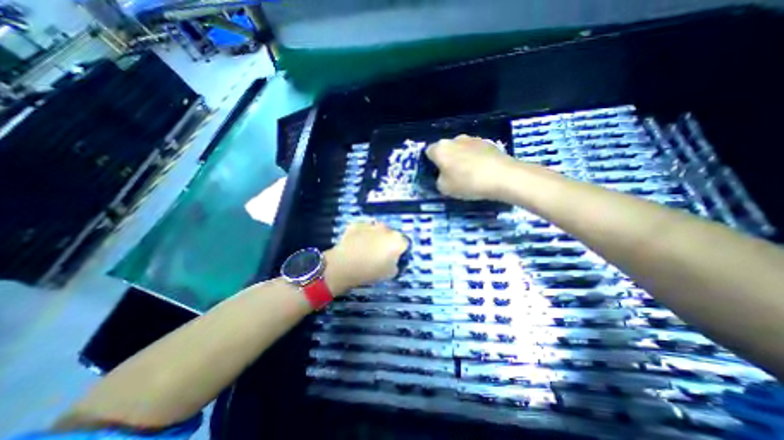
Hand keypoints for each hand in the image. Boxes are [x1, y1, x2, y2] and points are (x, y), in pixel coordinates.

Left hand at [325, 219, 410, 295]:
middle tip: (380, 253)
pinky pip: (363, 228)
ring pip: (377, 230)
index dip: (400, 251)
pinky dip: (362, 234)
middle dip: (388, 242)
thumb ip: (397, 264)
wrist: (343, 265)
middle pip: (391, 234)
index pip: (405, 243)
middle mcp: (386, 229)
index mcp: (397, 240)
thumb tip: (394, 260)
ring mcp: (370, 224)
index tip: (394, 258)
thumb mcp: (391, 274)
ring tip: (366, 248)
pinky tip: (356, 243)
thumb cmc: (370, 271)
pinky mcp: (357, 224)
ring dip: (376, 236)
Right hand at [427, 135, 518, 199]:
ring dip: (461, 159)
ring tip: (469, 174)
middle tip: (452, 176)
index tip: (436, 175)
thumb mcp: (444, 188)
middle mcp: (454, 139)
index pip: (428, 152)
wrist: (502, 176)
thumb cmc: (467, 182)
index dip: (431, 164)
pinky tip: (481, 171)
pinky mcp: (488, 142)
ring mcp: (472, 139)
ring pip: (461, 149)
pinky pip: (475, 151)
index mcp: (440, 148)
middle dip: (447, 160)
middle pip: (446, 149)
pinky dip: (475, 159)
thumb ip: (438, 180)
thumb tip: (442, 176)